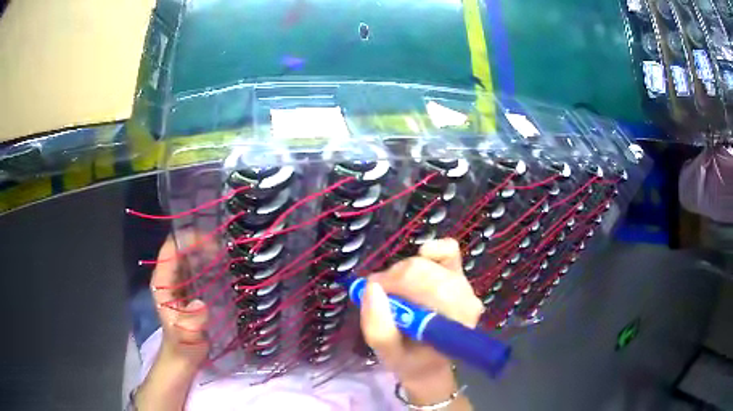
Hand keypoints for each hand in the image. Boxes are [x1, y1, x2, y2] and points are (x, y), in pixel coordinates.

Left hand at [135, 234, 211, 410]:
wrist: (184, 356)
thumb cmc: (184, 347)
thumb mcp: (187, 337)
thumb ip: (191, 323)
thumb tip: (200, 303)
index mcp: (162, 283)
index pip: (170, 250)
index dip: (187, 240)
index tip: (212, 241)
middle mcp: (168, 277)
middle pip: (180, 248)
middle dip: (201, 241)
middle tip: (226, 245)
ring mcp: (178, 281)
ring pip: (189, 255)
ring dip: (206, 250)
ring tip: (229, 252)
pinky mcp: (188, 287)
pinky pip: (197, 267)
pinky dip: (209, 262)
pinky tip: (225, 266)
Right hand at [360, 238, 481, 408]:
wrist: (426, 361)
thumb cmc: (409, 359)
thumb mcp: (387, 354)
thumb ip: (378, 327)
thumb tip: (371, 287)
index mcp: (455, 321)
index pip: (432, 289)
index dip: (398, 286)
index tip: (376, 296)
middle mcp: (466, 299)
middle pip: (426, 272)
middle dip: (395, 280)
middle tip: (377, 294)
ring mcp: (464, 284)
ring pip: (428, 263)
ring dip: (402, 272)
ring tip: (391, 290)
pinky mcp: (458, 273)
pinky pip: (448, 250)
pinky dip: (429, 252)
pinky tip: (416, 264)